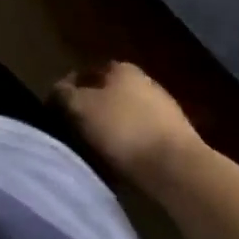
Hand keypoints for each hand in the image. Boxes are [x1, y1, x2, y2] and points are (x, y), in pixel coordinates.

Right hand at [52, 61, 203, 186]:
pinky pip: (145, 138)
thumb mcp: (80, 108)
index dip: (69, 90)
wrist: (180, 170)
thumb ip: (64, 94)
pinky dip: (133, 147)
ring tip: (98, 152)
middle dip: (93, 110)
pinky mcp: (180, 140)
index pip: (86, 73)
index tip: (58, 111)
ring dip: (114, 130)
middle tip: (77, 131)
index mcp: (120, 68)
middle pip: (109, 94)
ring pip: (128, 116)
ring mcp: (166, 110)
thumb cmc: (124, 130)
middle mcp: (145, 82)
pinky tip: (124, 164)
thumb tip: (58, 91)